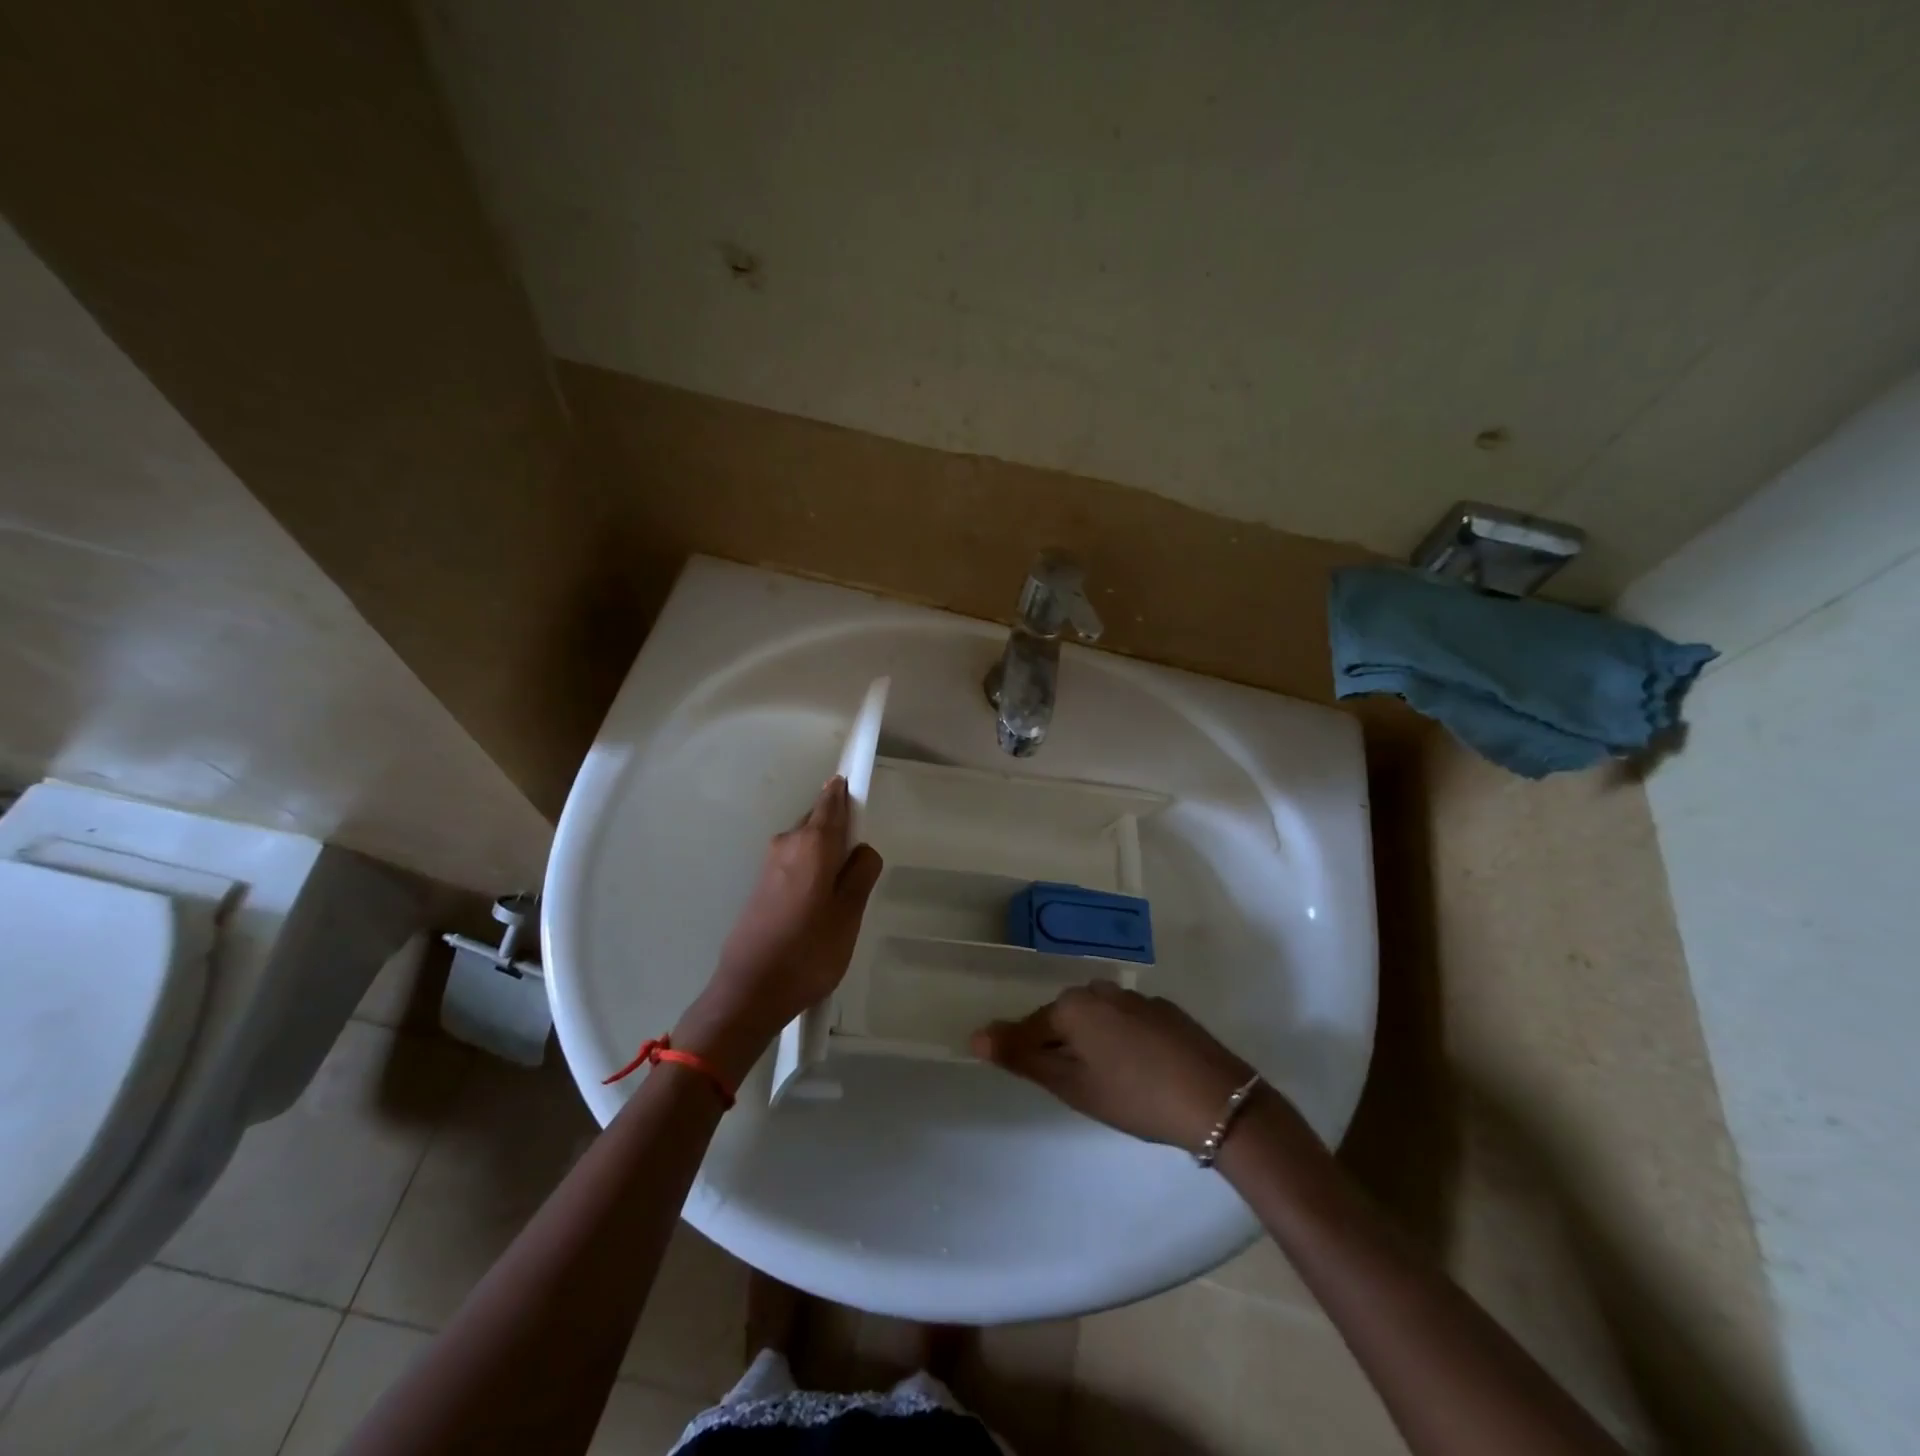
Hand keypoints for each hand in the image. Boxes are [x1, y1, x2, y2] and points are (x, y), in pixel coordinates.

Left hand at [677, 778, 883, 1080]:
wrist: (749, 992)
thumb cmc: (808, 952)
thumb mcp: (850, 914)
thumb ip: (862, 873)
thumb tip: (861, 849)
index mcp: (812, 843)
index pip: (833, 801)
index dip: (847, 789)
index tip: (858, 780)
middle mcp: (787, 842)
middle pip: (820, 820)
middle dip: (841, 831)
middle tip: (860, 869)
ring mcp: (770, 863)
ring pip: (808, 843)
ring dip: (827, 855)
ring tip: (841, 896)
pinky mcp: (761, 884)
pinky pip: (795, 861)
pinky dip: (811, 870)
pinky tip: (818, 904)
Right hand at [972, 984, 1255, 1149]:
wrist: (1215, 1099)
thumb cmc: (1134, 1096)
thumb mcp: (1073, 1085)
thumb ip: (1023, 1057)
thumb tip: (976, 1035)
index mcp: (1072, 1005)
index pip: (1031, 1027)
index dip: (1027, 1055)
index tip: (1038, 1080)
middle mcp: (1100, 991)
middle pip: (1064, 1018)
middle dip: (1062, 1047)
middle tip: (1077, 1088)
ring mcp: (1136, 997)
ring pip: (1097, 1018)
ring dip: (1093, 1042)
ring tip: (1109, 1081)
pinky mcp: (1165, 1010)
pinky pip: (1126, 1020)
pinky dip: (1122, 1040)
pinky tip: (1140, 1070)